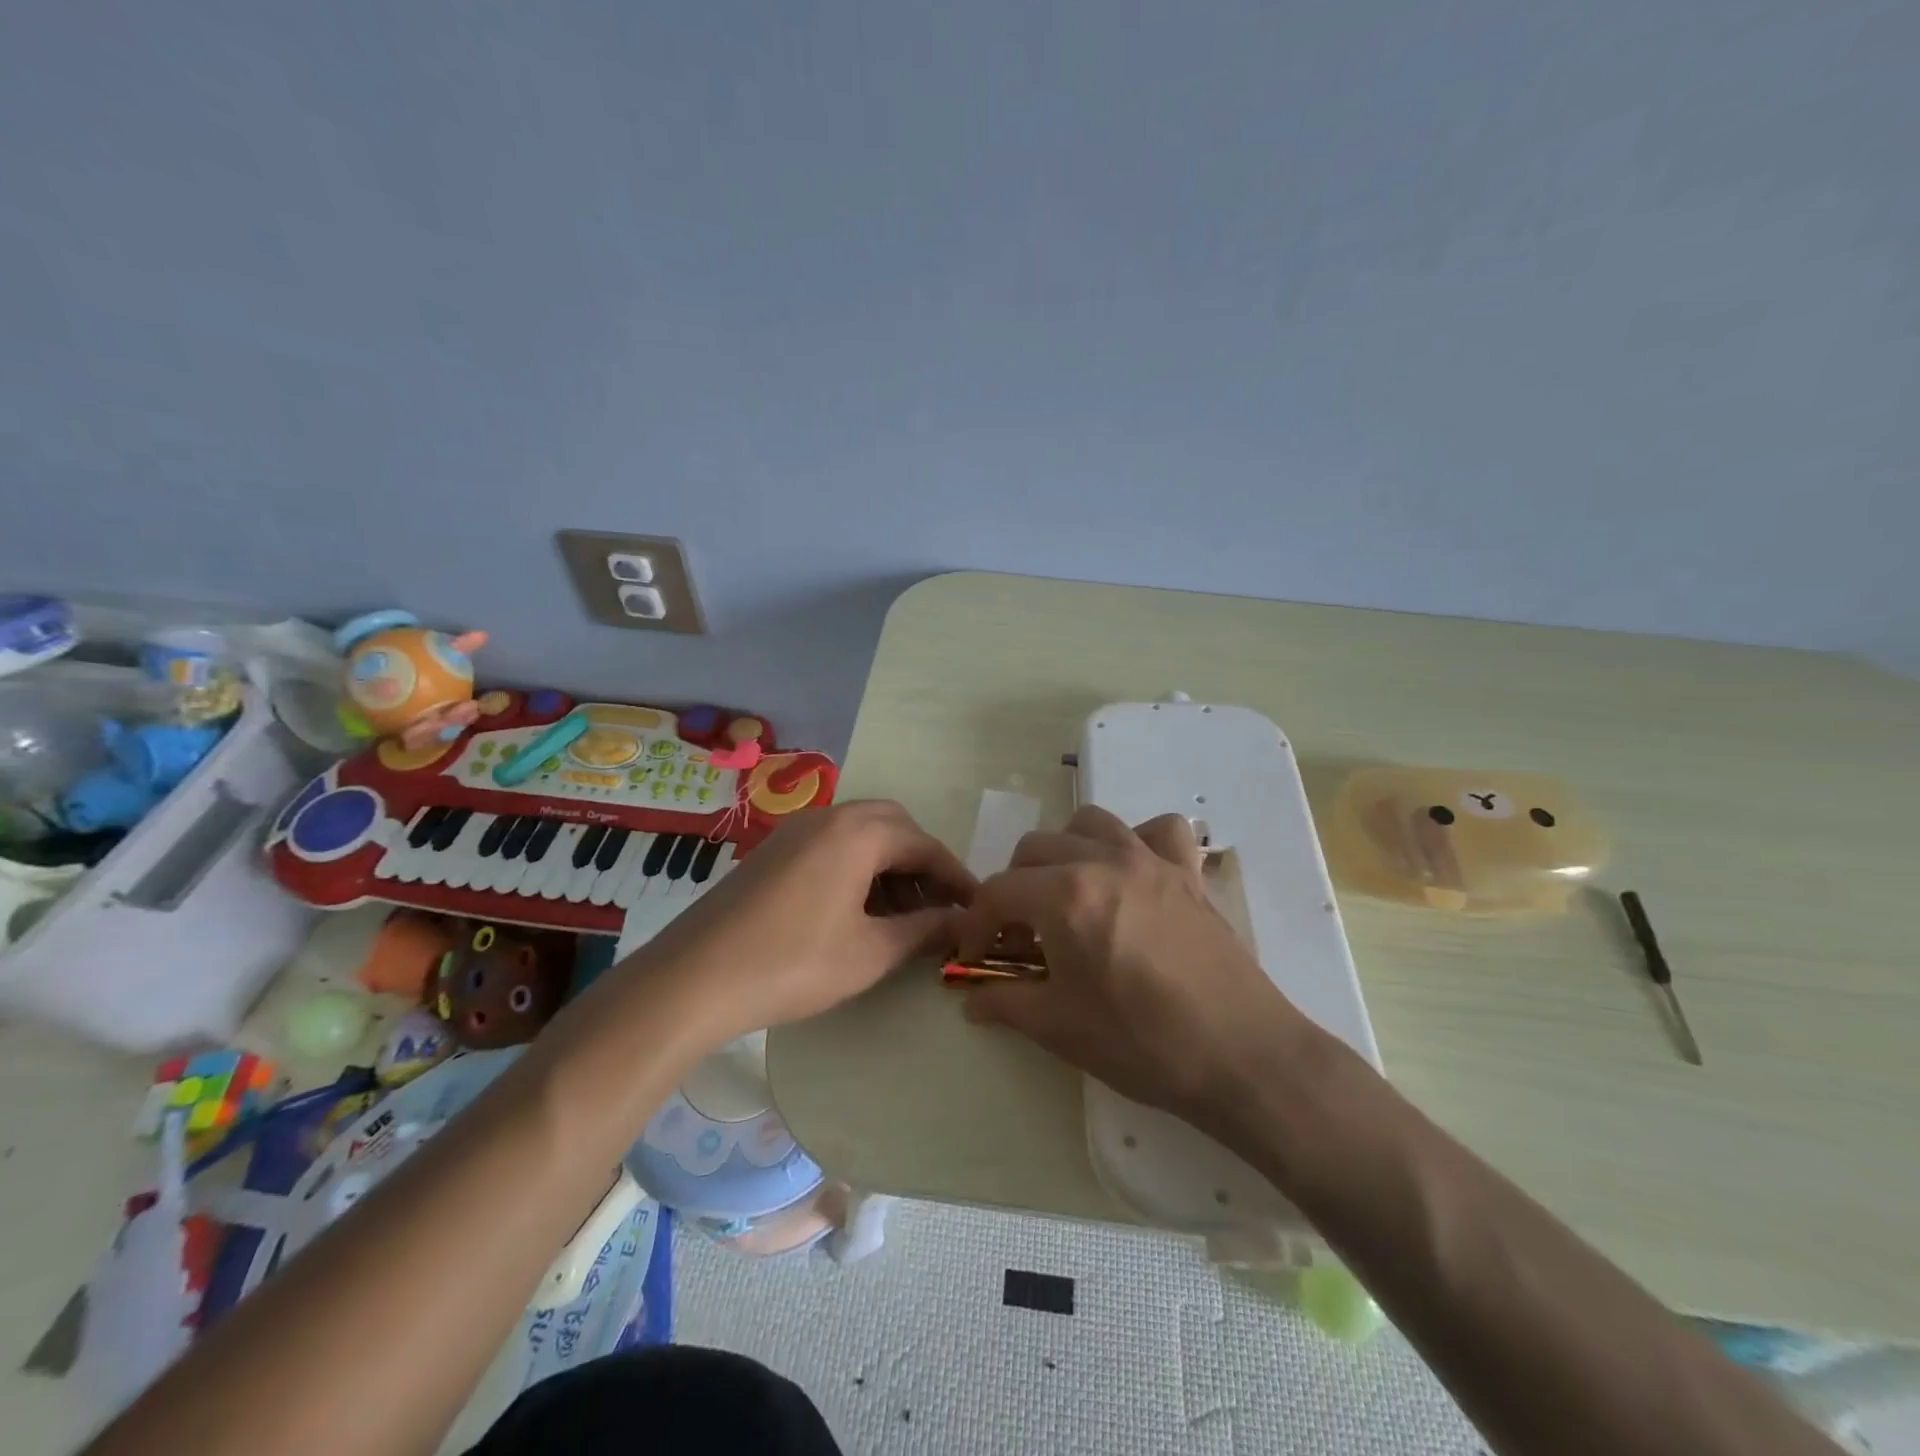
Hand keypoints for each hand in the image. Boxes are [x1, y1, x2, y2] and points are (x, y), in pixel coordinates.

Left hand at [647, 800, 974, 1043]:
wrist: (694, 979)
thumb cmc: (793, 963)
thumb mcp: (871, 953)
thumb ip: (925, 931)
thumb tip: (963, 923)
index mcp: (859, 832)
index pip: (925, 845)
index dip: (956, 877)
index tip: (976, 908)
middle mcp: (829, 817)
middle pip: (894, 827)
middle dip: (922, 864)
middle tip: (937, 907)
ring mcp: (796, 830)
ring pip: (861, 835)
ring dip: (889, 865)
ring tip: (901, 915)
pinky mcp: (774, 850)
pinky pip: (832, 845)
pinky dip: (857, 868)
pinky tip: (857, 910)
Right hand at [959, 806, 1315, 1131]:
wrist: (1241, 1057)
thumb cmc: (1142, 1044)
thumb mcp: (1060, 1027)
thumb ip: (1005, 1002)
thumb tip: (971, 1000)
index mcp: (1065, 896)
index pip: (998, 892)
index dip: (976, 925)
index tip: (975, 958)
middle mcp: (1103, 860)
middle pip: (1034, 849)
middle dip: (1013, 888)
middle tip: (1020, 935)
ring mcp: (1150, 860)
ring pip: (1089, 823)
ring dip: (1064, 851)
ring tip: (1067, 893)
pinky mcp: (1187, 872)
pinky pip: (1159, 829)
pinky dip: (1138, 840)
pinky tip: (1132, 874)